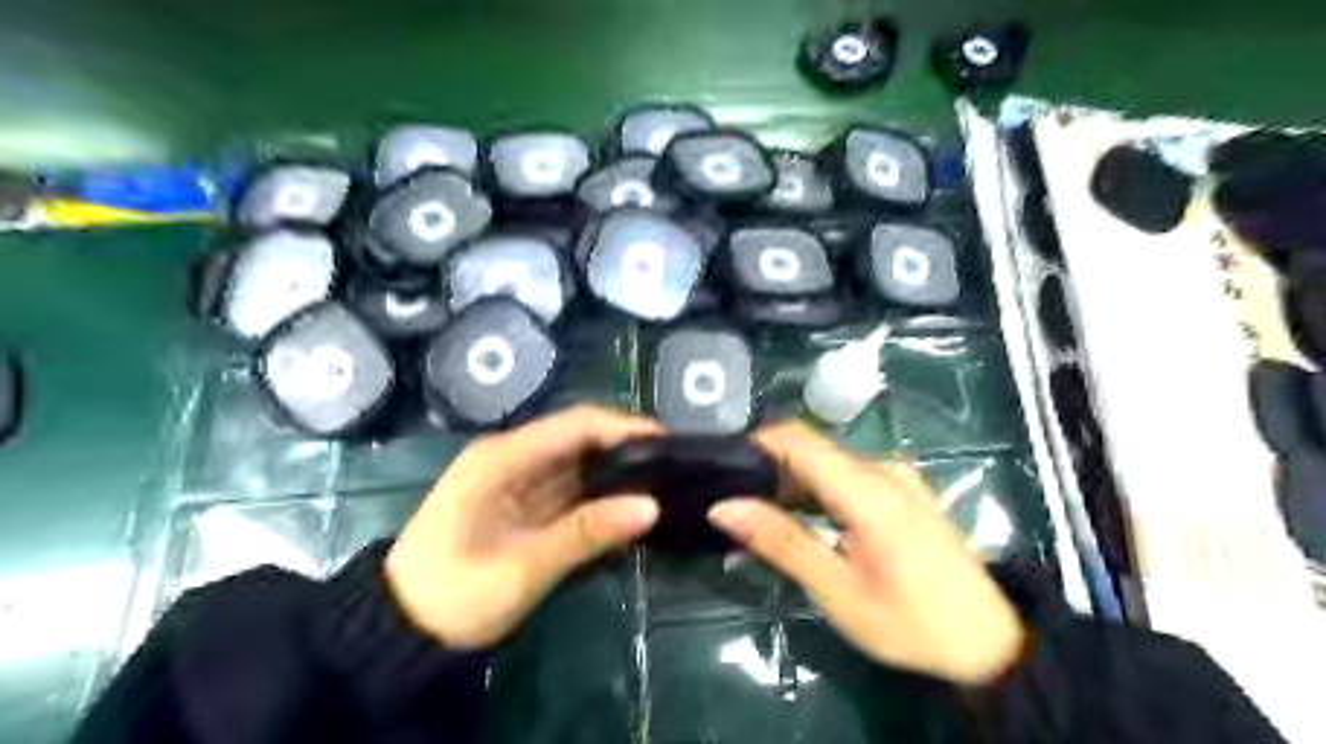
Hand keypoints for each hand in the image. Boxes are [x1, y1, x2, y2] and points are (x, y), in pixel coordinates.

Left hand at [385, 407, 662, 650]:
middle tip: (674, 469)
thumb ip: (586, 533)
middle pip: (581, 438)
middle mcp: (513, 457)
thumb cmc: (453, 595)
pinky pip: (570, 489)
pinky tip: (627, 509)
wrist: (399, 629)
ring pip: (579, 463)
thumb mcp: (521, 568)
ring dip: (617, 473)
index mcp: (505, 457)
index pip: (578, 424)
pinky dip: (600, 496)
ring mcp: (516, 480)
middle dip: (628, 449)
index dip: (626, 427)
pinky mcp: (521, 503)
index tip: (669, 444)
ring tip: (663, 486)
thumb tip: (651, 506)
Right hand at [710, 426, 1028, 684]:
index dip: (757, 444)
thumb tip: (723, 507)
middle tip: (740, 508)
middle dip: (771, 471)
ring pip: (829, 463)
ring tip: (767, 520)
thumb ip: (780, 542)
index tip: (725, 469)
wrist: (989, 641)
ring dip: (794, 484)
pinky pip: (850, 476)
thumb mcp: (837, 591)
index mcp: (868, 490)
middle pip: (812, 449)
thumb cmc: (910, 623)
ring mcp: (898, 478)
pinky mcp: (905, 490)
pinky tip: (810, 523)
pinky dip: (820, 492)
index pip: (798, 439)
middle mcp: (883, 470)